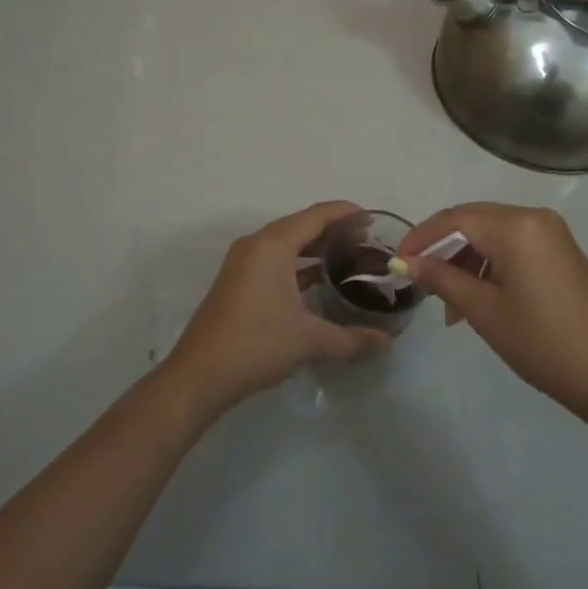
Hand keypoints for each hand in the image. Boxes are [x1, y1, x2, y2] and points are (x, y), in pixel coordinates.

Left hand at [165, 201, 390, 415]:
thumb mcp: (309, 340)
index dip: (347, 213)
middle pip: (301, 224)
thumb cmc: (256, 345)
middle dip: (334, 230)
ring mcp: (243, 261)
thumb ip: (352, 339)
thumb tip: (388, 342)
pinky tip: (320, 279)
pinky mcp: (238, 279)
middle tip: (368, 242)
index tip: (374, 220)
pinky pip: (275, 258)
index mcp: (272, 245)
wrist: (199, 375)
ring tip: (350, 258)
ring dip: (316, 246)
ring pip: (287, 242)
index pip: (316, 215)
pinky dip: (299, 262)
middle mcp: (256, 244)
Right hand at [398, 204, 587, 424]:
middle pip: (473, 221)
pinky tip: (478, 298)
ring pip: (492, 235)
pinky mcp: (562, 252)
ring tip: (449, 304)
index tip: (397, 263)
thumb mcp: (483, 311)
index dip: (421, 238)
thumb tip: (407, 263)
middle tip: (418, 280)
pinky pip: (514, 246)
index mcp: (515, 225)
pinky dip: (490, 265)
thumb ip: (442, 278)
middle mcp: (534, 217)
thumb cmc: (543, 342)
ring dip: (465, 260)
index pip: (454, 218)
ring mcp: (552, 234)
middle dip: (442, 248)